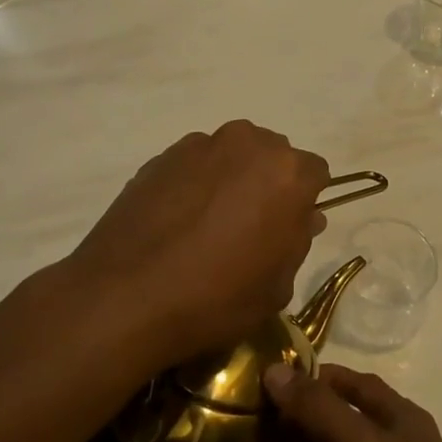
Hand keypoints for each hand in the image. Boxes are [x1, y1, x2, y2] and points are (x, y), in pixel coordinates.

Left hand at [59, 121, 330, 368]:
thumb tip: (304, 216)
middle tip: (250, 226)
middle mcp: (249, 144)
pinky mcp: (163, 155)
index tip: (287, 230)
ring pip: (232, 155)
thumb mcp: (277, 286)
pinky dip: (195, 183)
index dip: (304, 202)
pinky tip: (177, 222)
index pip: (315, 174)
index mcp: (288, 172)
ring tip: (208, 224)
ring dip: (232, 179)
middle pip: (273, 156)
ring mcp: (202, 145)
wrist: (126, 296)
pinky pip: (195, 164)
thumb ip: (298, 241)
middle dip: (269, 183)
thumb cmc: (217, 297)